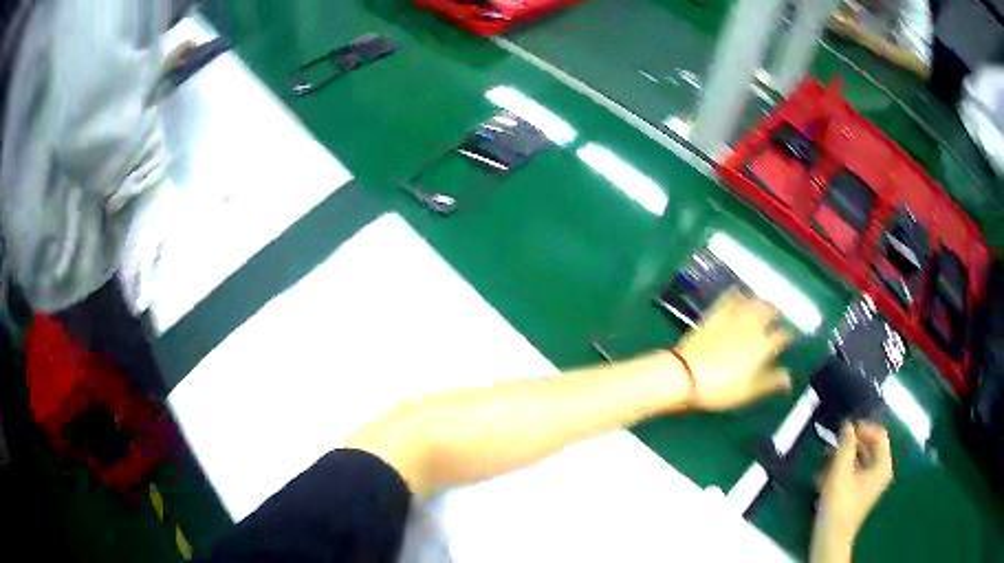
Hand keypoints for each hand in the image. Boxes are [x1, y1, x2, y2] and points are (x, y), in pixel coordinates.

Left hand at [674, 291, 793, 409]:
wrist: (685, 374)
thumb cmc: (722, 388)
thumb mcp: (751, 391)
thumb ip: (772, 382)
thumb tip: (790, 378)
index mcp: (765, 344)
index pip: (785, 335)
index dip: (790, 336)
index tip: (791, 338)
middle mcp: (754, 324)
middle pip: (771, 310)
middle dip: (777, 314)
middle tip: (777, 318)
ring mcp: (734, 315)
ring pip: (755, 300)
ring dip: (761, 302)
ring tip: (763, 306)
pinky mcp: (716, 312)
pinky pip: (732, 296)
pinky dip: (739, 295)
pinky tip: (739, 295)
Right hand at [815, 422, 893, 544]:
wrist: (830, 537)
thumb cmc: (839, 503)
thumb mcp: (841, 470)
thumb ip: (845, 444)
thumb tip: (847, 425)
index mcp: (883, 464)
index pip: (879, 435)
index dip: (863, 428)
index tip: (845, 429)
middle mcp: (881, 472)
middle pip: (868, 447)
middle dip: (849, 445)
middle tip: (832, 444)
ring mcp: (870, 484)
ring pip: (859, 461)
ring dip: (842, 458)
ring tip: (824, 461)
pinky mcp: (859, 494)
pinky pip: (854, 474)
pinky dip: (841, 471)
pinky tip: (823, 477)